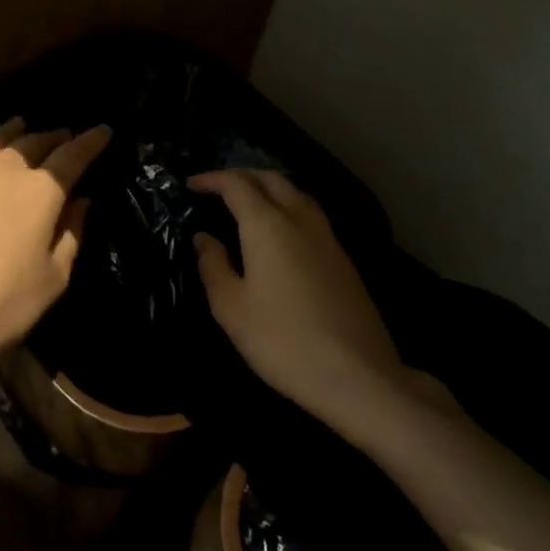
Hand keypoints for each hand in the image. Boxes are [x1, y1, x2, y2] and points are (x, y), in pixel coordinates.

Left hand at [0, 118, 110, 370]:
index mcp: (41, 191)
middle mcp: (5, 169)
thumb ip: (71, 234)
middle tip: (63, 136)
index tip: (103, 130)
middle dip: (54, 137)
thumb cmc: (2, 303)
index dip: (91, 141)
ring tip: (21, 127)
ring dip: (14, 131)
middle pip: (34, 142)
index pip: (73, 156)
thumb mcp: (53, 278)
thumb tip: (81, 201)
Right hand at [190, 169, 453, 423]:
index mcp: (268, 227)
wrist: (357, 375)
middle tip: (218, 187)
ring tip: (248, 202)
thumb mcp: (231, 308)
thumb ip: (213, 266)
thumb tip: (204, 238)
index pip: (237, 185)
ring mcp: (328, 238)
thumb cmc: (282, 341)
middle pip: (272, 179)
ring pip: (297, 194)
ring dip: (269, 188)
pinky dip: (289, 207)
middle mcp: (300, 221)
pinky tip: (281, 231)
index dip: (212, 179)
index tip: (192, 184)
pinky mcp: (343, 259)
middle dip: (243, 175)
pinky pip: (311, 215)